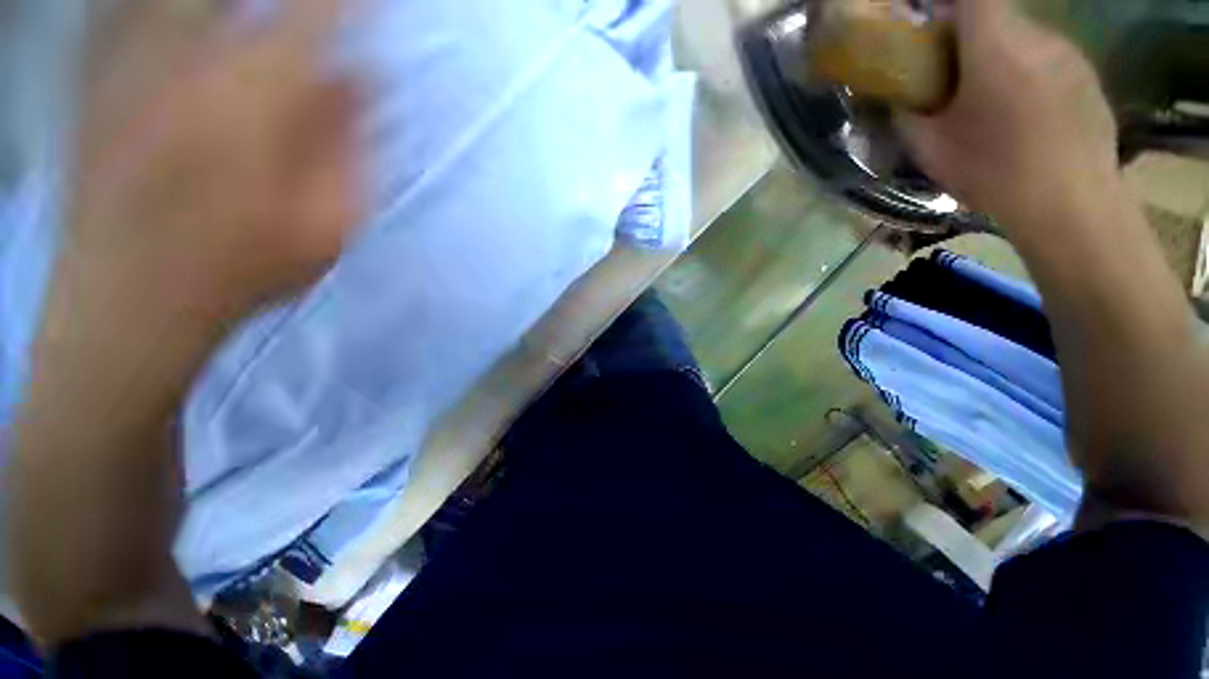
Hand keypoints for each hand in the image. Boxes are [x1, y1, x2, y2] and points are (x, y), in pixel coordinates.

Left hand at [70, 0, 361, 326]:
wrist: (130, 300)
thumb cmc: (244, 267)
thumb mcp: (327, 224)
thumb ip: (352, 149)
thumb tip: (368, 80)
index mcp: (253, 101)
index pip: (314, 17)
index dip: (348, 1)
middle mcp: (186, 60)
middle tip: (317, 1)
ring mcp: (130, 61)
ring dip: (228, 1)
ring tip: (253, 13)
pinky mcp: (94, 74)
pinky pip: (116, 9)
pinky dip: (141, 6)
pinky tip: (167, 14)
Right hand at [897, 0, 1119, 231]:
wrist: (1072, 205)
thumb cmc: (994, 173)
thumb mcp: (931, 149)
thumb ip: (907, 114)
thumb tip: (896, 98)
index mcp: (994, 46)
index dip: (946, 2)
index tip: (928, 19)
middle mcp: (1037, 36)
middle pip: (996, 15)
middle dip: (970, 35)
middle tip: (954, 73)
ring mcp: (1069, 53)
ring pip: (1024, 37)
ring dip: (1002, 55)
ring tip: (992, 100)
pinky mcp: (1088, 75)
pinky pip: (1049, 58)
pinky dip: (1030, 72)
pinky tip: (1026, 112)